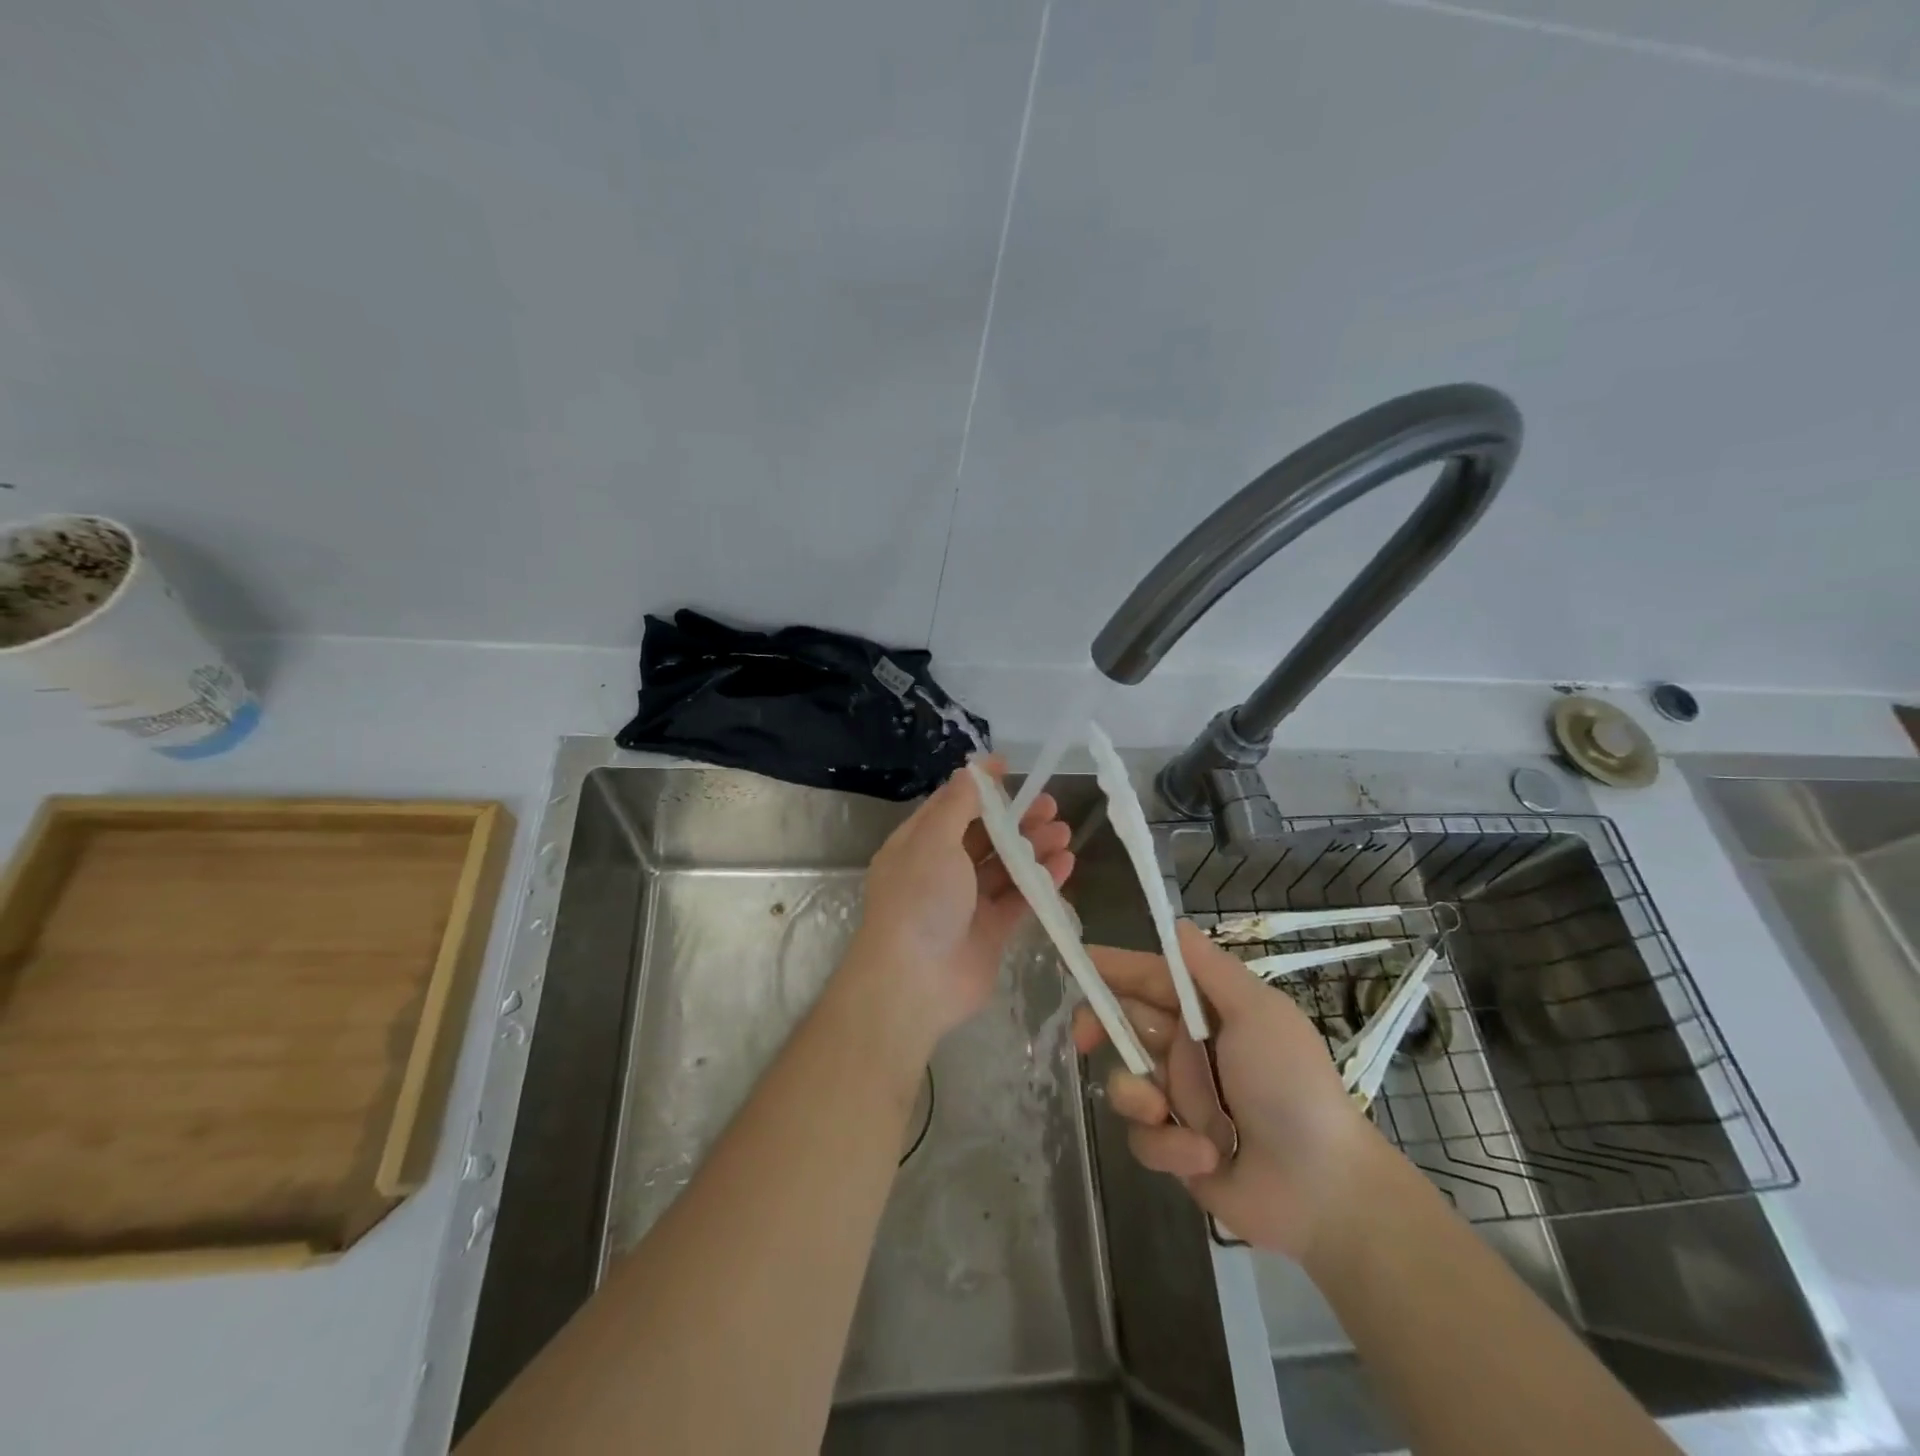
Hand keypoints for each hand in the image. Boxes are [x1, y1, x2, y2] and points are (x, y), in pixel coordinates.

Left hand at [845, 757, 1072, 1058]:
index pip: (952, 806)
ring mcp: (967, 903)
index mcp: (918, 844)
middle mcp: (940, 870)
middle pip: (984, 835)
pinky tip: (1065, 863)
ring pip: (1005, 866)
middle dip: (1016, 818)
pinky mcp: (991, 931)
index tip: (1011, 770)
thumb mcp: (933, 840)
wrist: (915, 981)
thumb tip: (972, 769)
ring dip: (1034, 847)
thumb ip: (958, 804)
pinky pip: (1019, 898)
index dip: (981, 788)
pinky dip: (1041, 880)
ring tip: (1065, 832)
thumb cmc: (919, 898)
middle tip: (1050, 805)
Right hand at [1072, 921, 1384, 1261]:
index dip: (1112, 970)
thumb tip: (1175, 924)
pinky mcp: (1175, 1150)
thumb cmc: (1290, 1084)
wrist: (1324, 1188)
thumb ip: (1211, 970)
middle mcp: (1187, 1051)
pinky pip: (1144, 1138)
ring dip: (1137, 1096)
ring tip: (1163, 1113)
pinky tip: (1205, 1157)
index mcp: (1207, 1013)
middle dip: (1101, 1028)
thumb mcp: (1258, 1013)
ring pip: (1125, 1082)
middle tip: (1085, 1037)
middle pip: (1123, 1026)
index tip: (1077, 966)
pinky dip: (1170, 1147)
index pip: (1148, 979)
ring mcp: (1179, 1101)